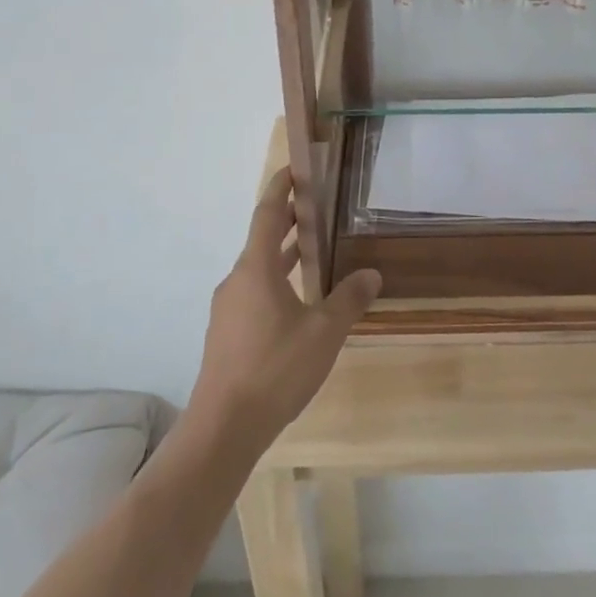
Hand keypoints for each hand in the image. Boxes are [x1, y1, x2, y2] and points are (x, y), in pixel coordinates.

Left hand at [185, 167, 381, 456]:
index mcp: (256, 269)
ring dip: (281, 254)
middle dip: (286, 220)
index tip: (294, 169)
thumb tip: (371, 274)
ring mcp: (228, 309)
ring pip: (257, 269)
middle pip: (261, 238)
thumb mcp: (324, 332)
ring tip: (310, 250)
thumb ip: (349, 299)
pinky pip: (253, 292)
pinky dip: (275, 281)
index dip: (280, 188)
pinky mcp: (226, 334)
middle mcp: (237, 280)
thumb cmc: (275, 368)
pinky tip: (296, 302)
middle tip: (315, 207)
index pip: (266, 213)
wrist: (223, 427)